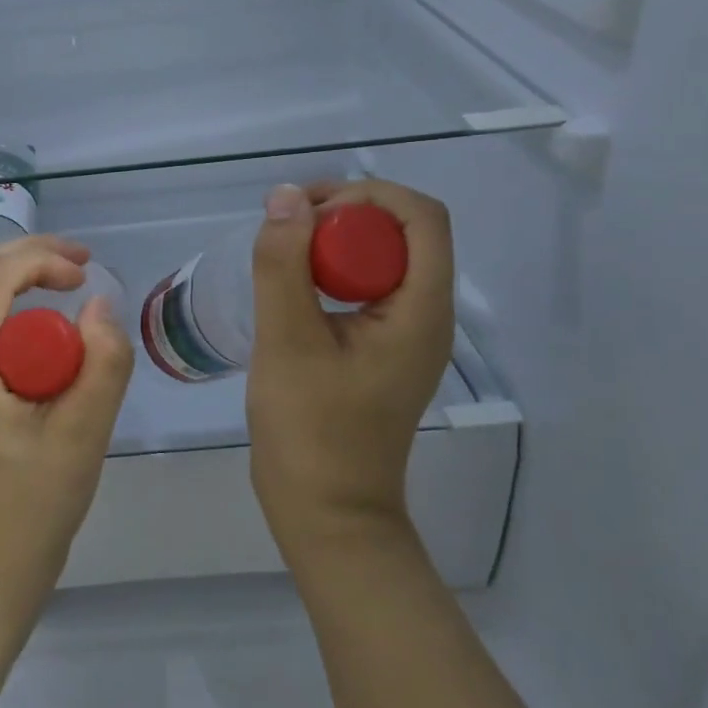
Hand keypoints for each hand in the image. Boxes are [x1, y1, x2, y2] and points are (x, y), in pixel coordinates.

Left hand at [0, 235, 134, 626]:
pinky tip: (48, 335)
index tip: (86, 274)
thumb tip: (102, 306)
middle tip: (80, 268)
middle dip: (29, 258)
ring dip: (20, 282)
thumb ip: (101, 366)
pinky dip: (13, 314)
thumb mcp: (81, 439)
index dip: (40, 258)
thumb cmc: (29, 513)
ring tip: (68, 288)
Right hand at [246, 180, 454, 551]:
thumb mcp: (288, 341)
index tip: (308, 210)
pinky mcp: (382, 350)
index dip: (367, 195)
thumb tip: (286, 196)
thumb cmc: (311, 430)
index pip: (421, 217)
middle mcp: (426, 315)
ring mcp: (405, 335)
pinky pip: (366, 288)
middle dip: (345, 212)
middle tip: (284, 225)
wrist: (326, 512)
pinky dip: (331, 271)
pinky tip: (290, 286)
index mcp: (422, 310)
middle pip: (403, 232)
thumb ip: (284, 265)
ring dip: (335, 241)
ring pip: (382, 258)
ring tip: (281, 249)